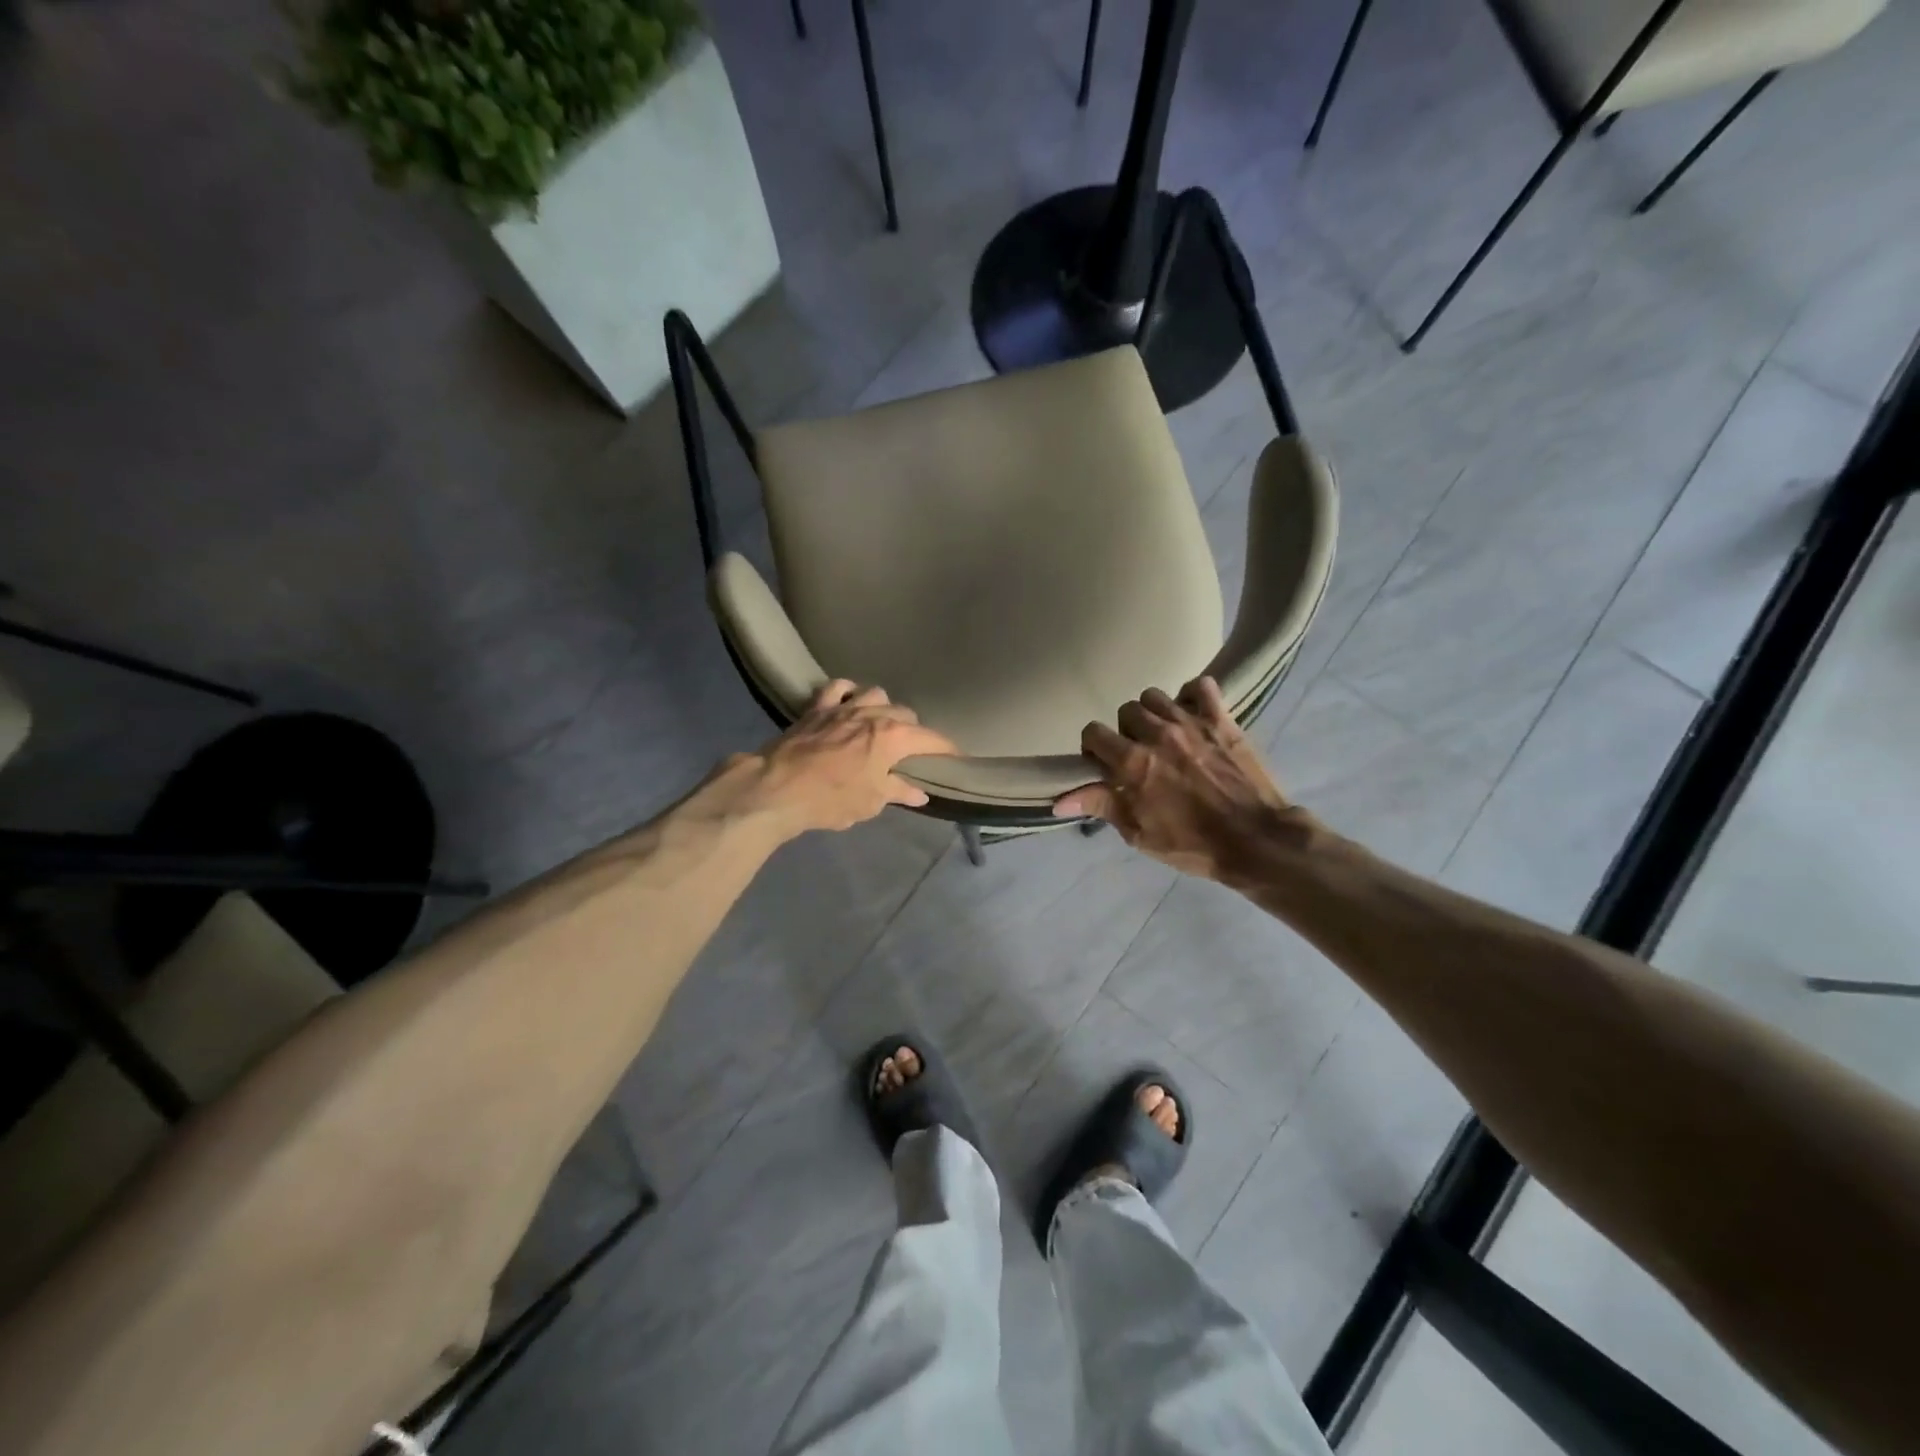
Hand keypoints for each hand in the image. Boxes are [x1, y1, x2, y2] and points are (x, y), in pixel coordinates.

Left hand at [721, 680, 957, 837]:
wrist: (778, 788)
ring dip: (883, 707)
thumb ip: (898, 792)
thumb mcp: (871, 802)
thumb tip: (919, 793)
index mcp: (893, 737)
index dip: (947, 750)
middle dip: (914, 731)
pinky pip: (837, 688)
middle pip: (906, 714)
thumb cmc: (832, 798)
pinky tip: (849, 702)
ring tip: (881, 724)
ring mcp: (844, 707)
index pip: (932, 739)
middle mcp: (874, 713)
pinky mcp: (816, 707)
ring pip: (876, 694)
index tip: (956, 759)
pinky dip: (847, 693)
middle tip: (911, 751)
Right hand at [1053, 677, 1303, 880]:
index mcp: (1133, 763)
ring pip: (1156, 696)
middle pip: (1125, 711)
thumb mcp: (1139, 834)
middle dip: (1125, 731)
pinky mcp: (1222, 719)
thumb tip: (1059, 799)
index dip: (1093, 748)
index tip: (1104, 764)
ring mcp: (1191, 723)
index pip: (1093, 732)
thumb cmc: (1193, 845)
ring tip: (1164, 735)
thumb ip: (1101, 805)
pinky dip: (1193, 696)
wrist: (1256, 841)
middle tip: (1138, 753)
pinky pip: (1201, 687)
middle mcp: (1157, 734)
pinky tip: (1193, 715)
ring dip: (1154, 713)